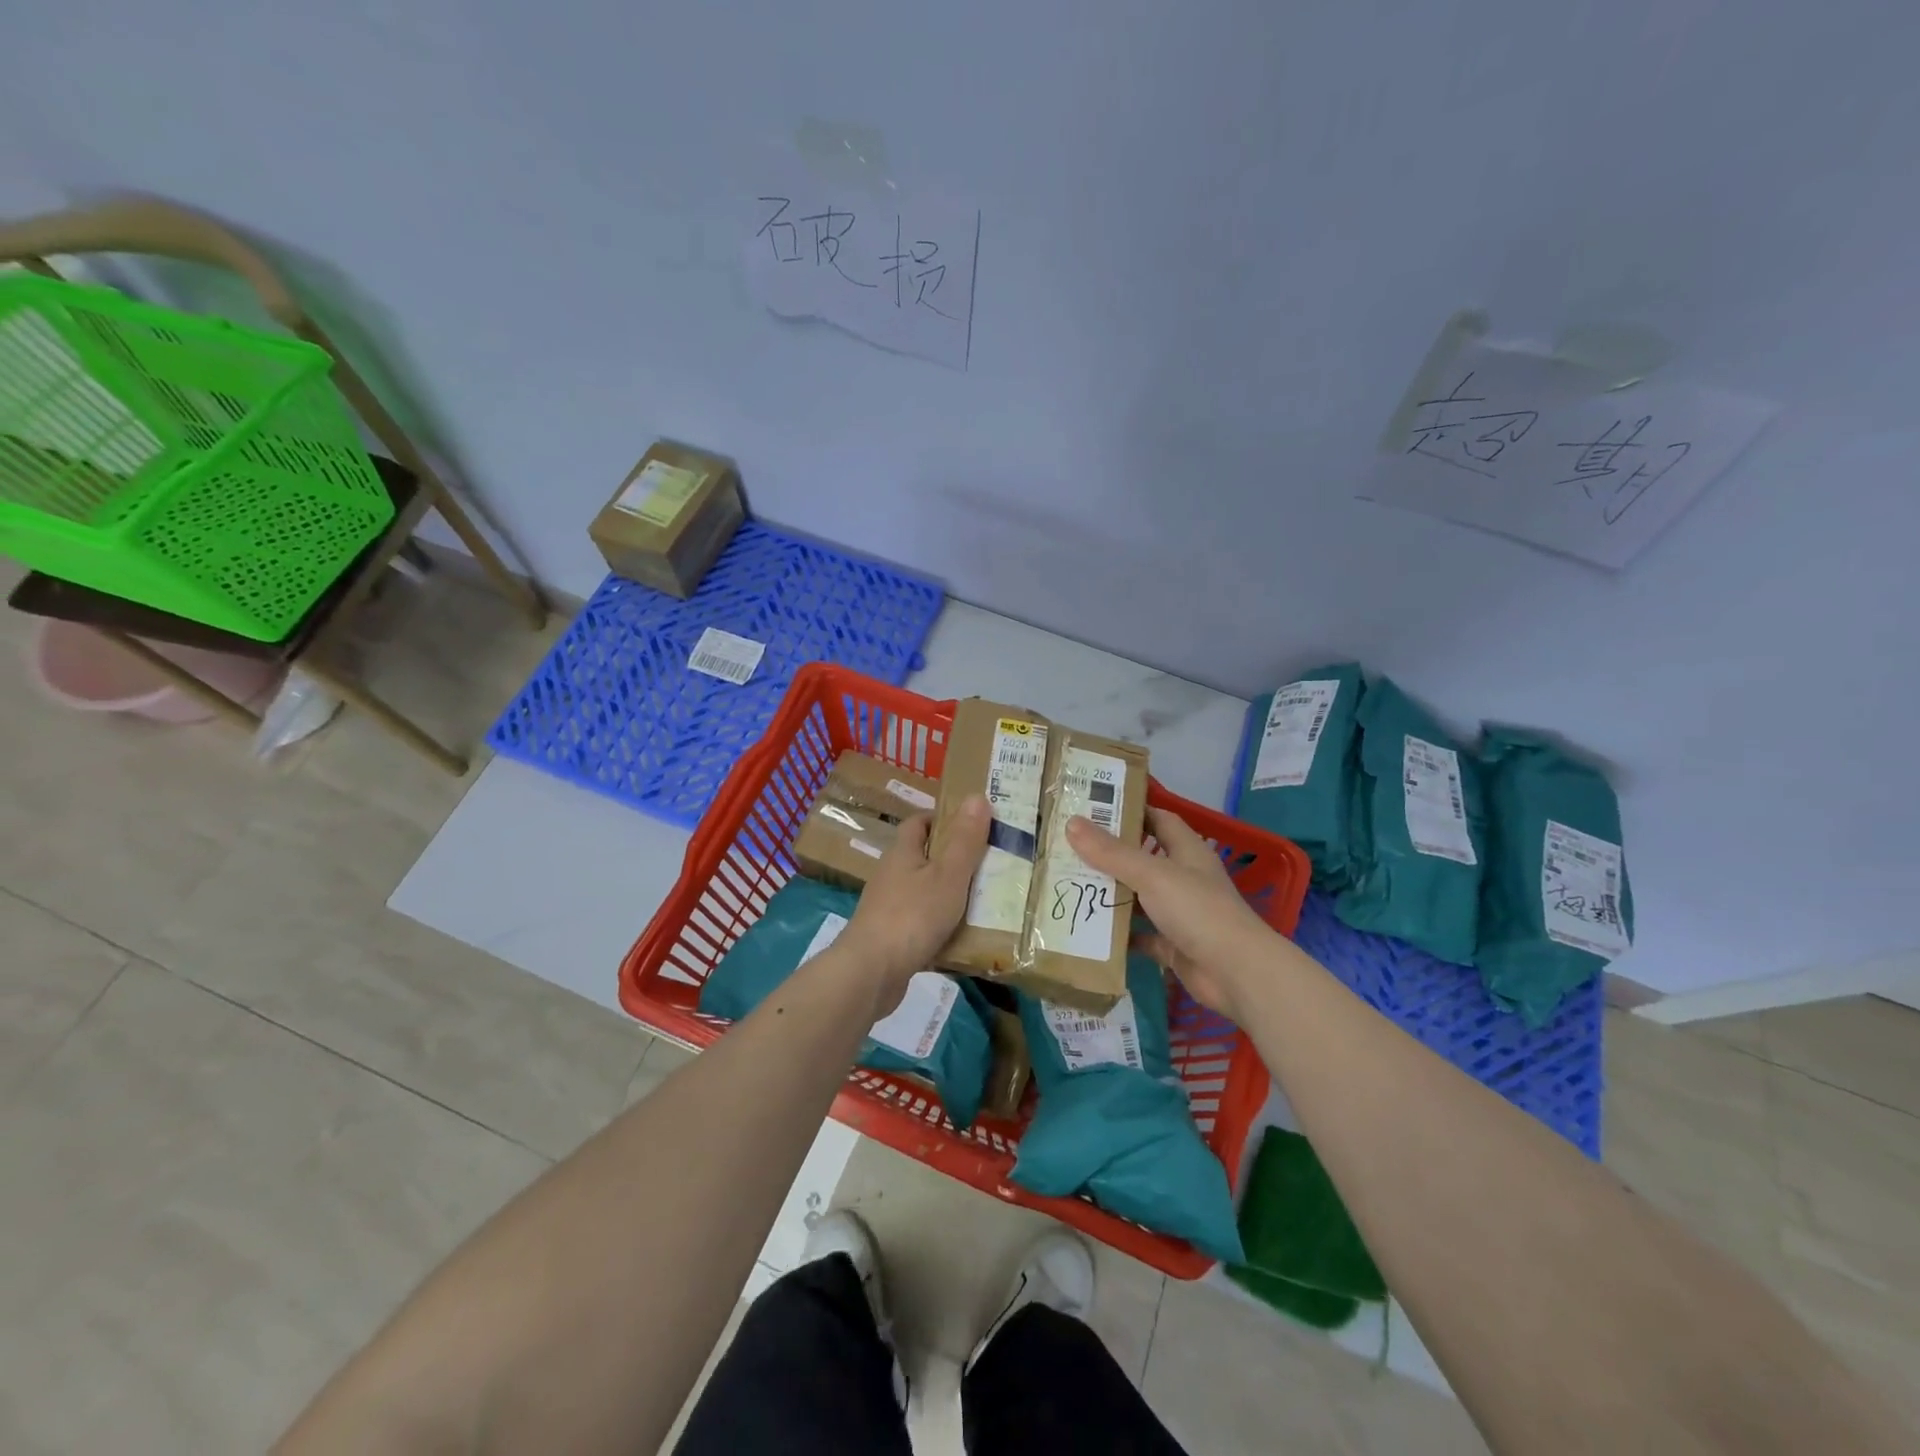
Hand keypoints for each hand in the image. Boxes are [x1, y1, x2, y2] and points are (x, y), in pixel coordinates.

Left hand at [838, 794, 990, 1016]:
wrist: (871, 973)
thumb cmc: (912, 915)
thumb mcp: (948, 874)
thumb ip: (965, 840)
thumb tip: (977, 796)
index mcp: (902, 853)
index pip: (918, 823)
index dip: (942, 819)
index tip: (972, 825)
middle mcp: (891, 876)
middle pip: (922, 858)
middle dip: (952, 859)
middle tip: (989, 864)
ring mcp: (888, 908)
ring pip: (923, 892)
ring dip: (948, 895)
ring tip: (985, 901)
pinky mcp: (890, 939)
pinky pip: (921, 925)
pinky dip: (941, 927)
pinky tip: (964, 938)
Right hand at [1066, 806, 1273, 1020]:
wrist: (1237, 973)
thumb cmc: (1198, 911)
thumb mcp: (1152, 875)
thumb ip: (1111, 853)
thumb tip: (1071, 823)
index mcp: (1187, 851)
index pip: (1159, 820)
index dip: (1132, 811)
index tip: (1095, 808)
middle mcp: (1184, 878)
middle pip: (1143, 859)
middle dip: (1110, 855)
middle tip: (1069, 848)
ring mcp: (1180, 914)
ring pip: (1139, 898)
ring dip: (1111, 894)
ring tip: (1070, 885)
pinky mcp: (1173, 946)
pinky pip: (1140, 935)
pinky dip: (1119, 935)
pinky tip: (1089, 930)